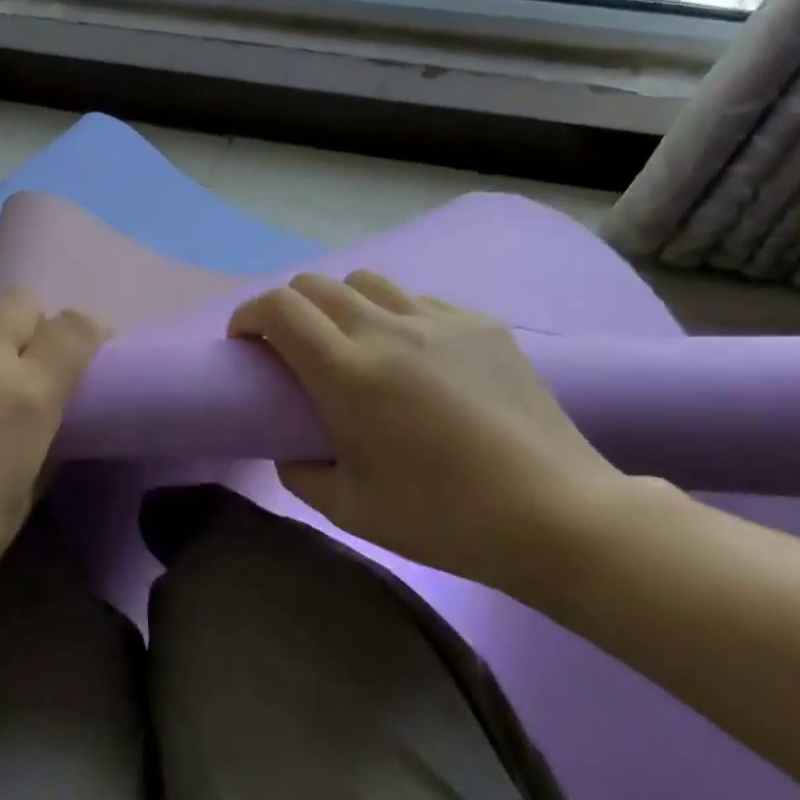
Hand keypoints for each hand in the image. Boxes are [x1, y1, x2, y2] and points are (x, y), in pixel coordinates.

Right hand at [228, 271, 626, 593]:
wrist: (554, 514)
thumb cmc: (441, 517)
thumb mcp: (348, 507)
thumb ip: (299, 471)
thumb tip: (291, 448)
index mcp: (348, 373)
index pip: (278, 309)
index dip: (248, 316)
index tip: (244, 343)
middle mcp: (387, 330)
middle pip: (316, 284)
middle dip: (287, 308)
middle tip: (290, 348)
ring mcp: (439, 321)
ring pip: (366, 281)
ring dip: (339, 304)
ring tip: (349, 343)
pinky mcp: (482, 325)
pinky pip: (418, 300)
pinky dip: (393, 315)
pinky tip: (412, 355)